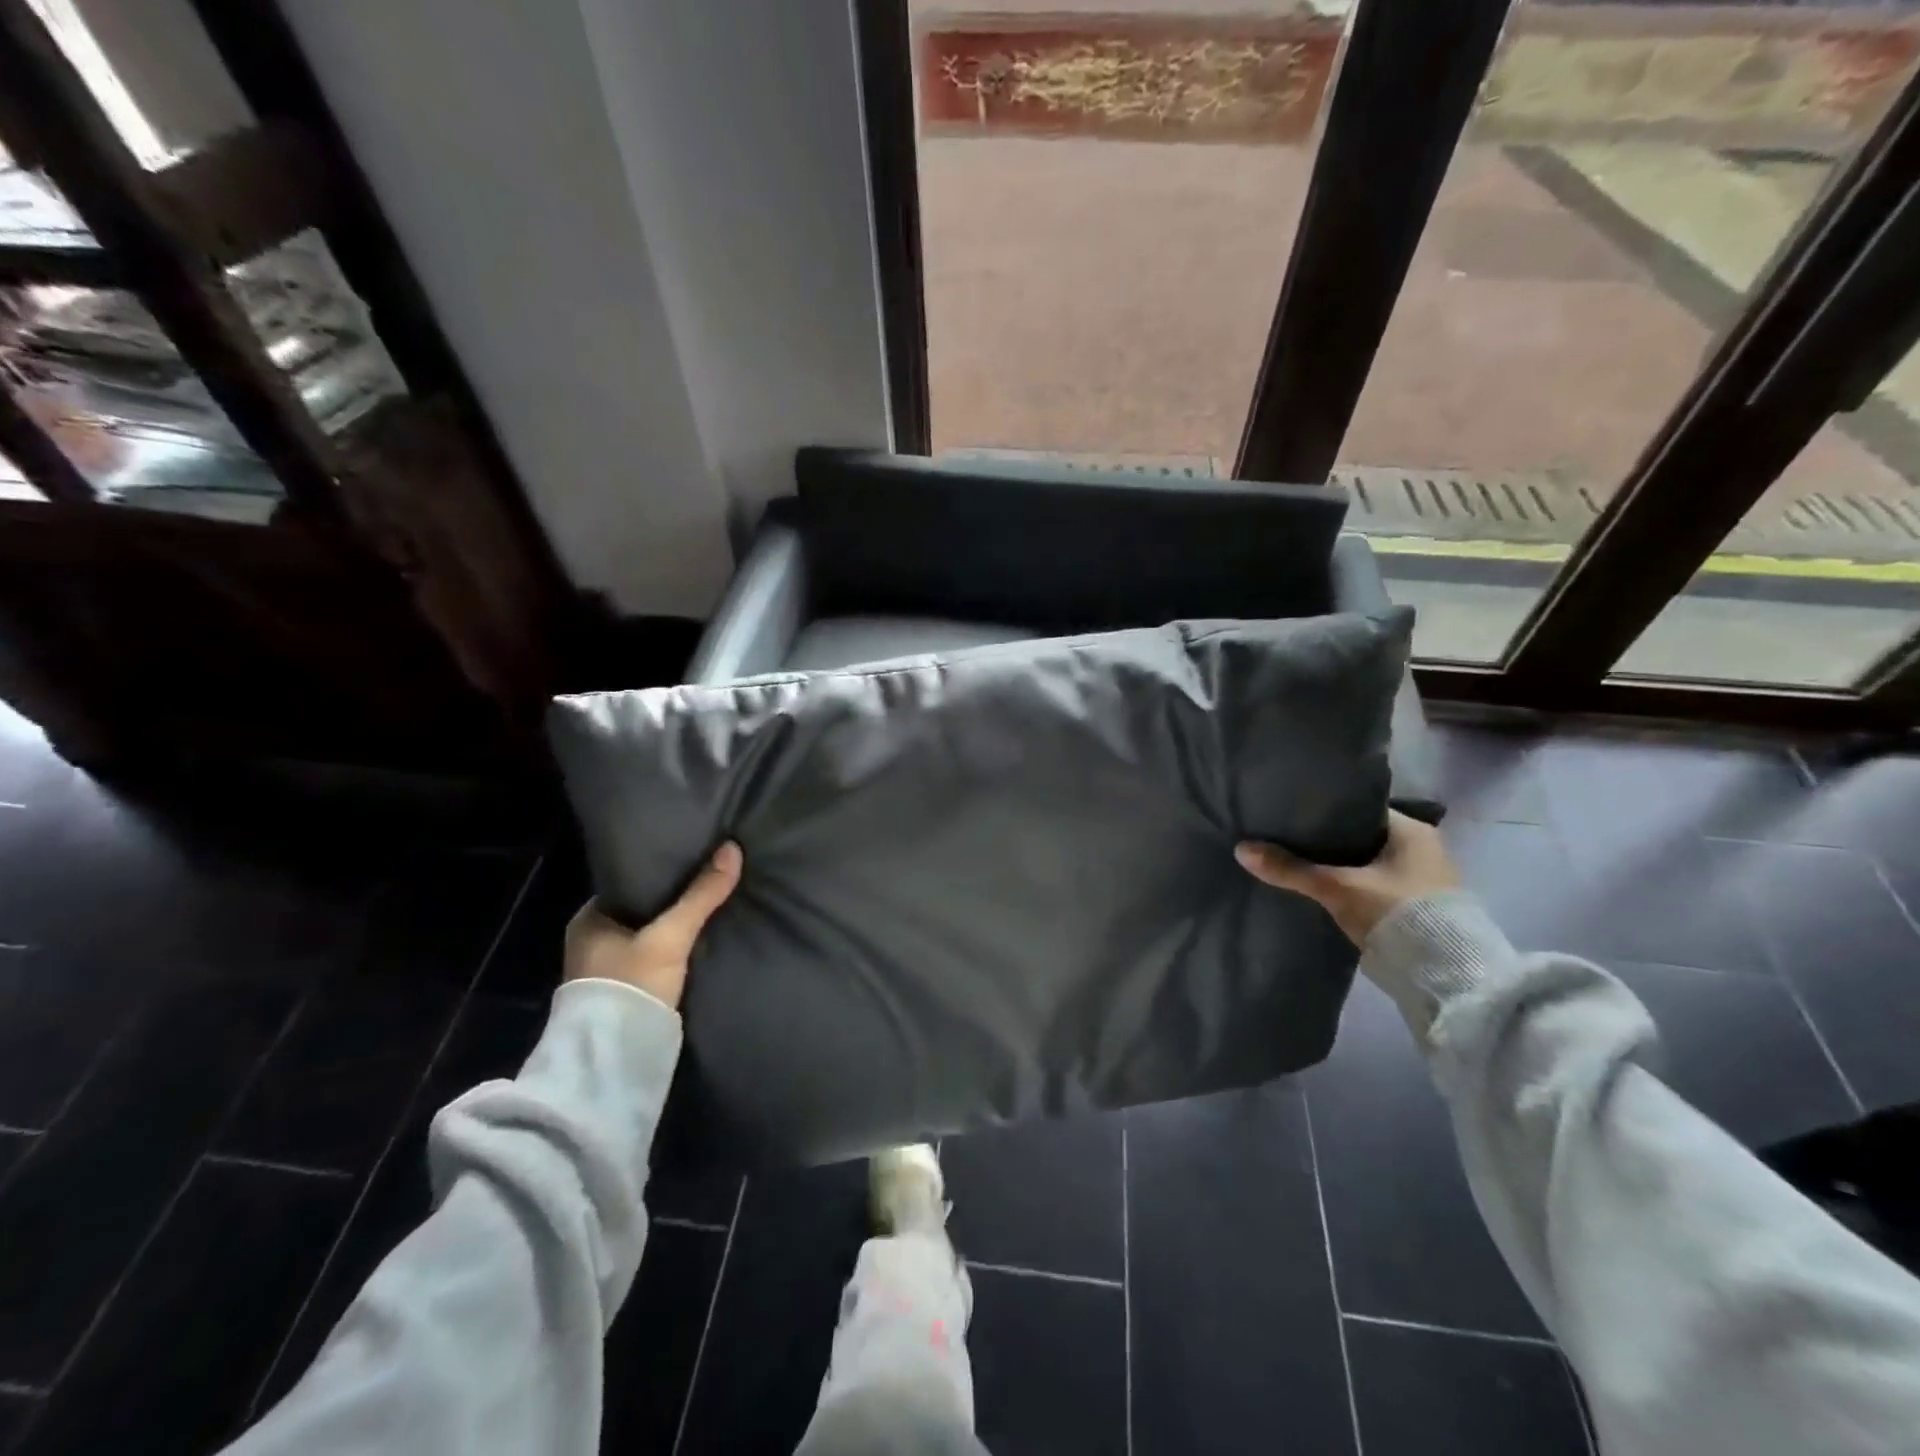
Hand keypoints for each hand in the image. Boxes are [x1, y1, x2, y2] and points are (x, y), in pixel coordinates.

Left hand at [563, 842, 742, 1009]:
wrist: (614, 1062)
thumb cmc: (630, 987)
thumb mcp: (670, 936)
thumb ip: (701, 896)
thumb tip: (733, 848)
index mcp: (587, 920)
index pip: (629, 882)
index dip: (660, 870)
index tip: (692, 857)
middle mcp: (592, 941)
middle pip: (642, 908)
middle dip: (672, 898)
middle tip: (709, 877)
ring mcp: (607, 969)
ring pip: (649, 933)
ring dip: (674, 925)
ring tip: (711, 902)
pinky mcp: (626, 992)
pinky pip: (654, 956)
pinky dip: (674, 947)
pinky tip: (701, 938)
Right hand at [1235, 810, 1458, 948]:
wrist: (1446, 977)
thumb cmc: (1398, 913)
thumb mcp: (1337, 888)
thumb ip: (1291, 869)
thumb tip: (1241, 849)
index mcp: (1412, 830)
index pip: (1359, 807)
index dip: (1324, 809)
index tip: (1290, 811)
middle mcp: (1422, 849)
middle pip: (1361, 835)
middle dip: (1327, 840)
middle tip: (1286, 836)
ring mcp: (1421, 880)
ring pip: (1365, 862)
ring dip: (1338, 865)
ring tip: (1296, 861)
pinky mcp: (1415, 908)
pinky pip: (1372, 884)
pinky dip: (1348, 885)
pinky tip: (1320, 888)